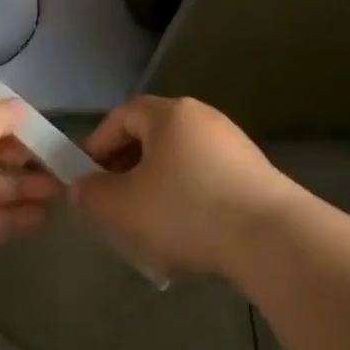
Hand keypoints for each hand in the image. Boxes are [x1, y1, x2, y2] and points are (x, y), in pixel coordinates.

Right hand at [71, 95, 297, 276]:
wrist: (270, 236)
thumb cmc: (188, 210)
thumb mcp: (126, 207)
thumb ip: (94, 195)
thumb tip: (79, 188)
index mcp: (169, 113)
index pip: (122, 116)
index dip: (99, 144)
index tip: (87, 178)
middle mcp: (201, 116)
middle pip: (152, 135)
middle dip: (128, 167)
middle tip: (115, 202)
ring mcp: (231, 141)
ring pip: (179, 157)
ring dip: (158, 184)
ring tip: (150, 223)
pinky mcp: (253, 169)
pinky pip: (207, 175)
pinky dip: (189, 195)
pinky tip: (189, 231)